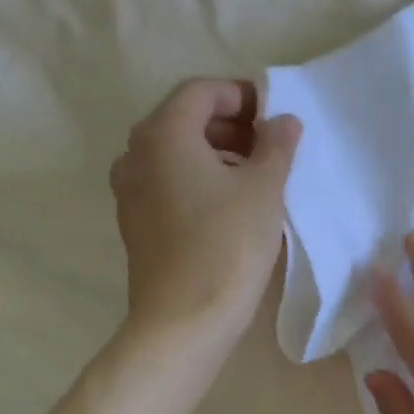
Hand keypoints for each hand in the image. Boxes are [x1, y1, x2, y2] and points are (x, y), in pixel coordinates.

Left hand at [109, 79, 300, 353]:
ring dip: (215, 155)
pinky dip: (198, 182)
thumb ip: (276, 146)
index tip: (275, 116)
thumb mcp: (264, 190)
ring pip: (175, 156)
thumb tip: (283, 121)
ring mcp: (130, 192)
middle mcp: (136, 154)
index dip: (242, 96)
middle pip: (184, 121)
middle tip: (270, 146)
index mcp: (163, 134)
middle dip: (230, 125)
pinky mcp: (136, 225)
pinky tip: (229, 207)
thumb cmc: (228, 245)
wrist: (184, 321)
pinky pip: (168, 186)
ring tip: (255, 177)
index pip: (201, 91)